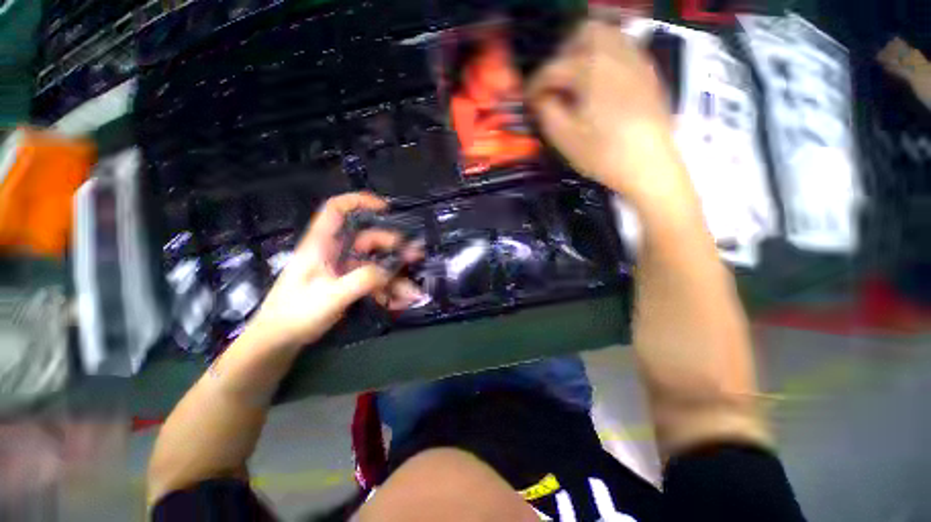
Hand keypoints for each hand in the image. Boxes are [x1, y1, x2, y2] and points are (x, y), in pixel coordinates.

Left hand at [246, 193, 422, 349]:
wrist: (280, 340)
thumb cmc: (296, 313)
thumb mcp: (330, 296)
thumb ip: (362, 280)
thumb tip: (391, 269)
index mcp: (322, 244)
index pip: (337, 210)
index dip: (360, 202)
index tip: (386, 208)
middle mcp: (335, 252)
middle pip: (368, 238)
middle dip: (394, 246)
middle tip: (416, 256)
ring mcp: (343, 269)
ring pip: (375, 263)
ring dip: (395, 274)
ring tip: (412, 290)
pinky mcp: (349, 284)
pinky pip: (374, 281)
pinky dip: (387, 289)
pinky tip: (399, 301)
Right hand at [527, 21, 688, 207]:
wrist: (650, 166)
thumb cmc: (603, 154)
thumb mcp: (564, 138)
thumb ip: (546, 111)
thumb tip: (541, 97)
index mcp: (590, 69)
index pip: (553, 68)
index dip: (534, 84)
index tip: (527, 99)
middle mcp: (615, 53)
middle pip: (585, 33)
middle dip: (564, 53)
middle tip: (556, 82)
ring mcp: (637, 61)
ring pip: (609, 35)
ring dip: (587, 52)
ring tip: (578, 82)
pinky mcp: (649, 73)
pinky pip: (625, 50)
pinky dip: (607, 59)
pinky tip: (601, 86)